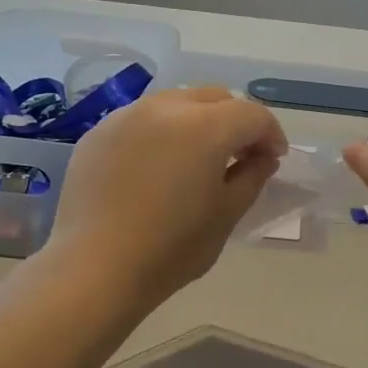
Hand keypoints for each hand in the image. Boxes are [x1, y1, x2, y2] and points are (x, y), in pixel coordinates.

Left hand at [47, 87, 287, 304]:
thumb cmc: (170, 248)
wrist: (94, 269)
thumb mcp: (226, 215)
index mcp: (205, 127)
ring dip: (197, 121)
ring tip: (196, 156)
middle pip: (215, 98)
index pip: (252, 115)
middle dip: (235, 121)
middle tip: (239, 155)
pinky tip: (156, 166)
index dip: (271, 134)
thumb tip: (261, 157)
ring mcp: (126, 116)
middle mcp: (166, 108)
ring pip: (176, 102)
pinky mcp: (98, 133)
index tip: (273, 159)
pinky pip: (142, 119)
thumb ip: (252, 176)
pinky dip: (161, 131)